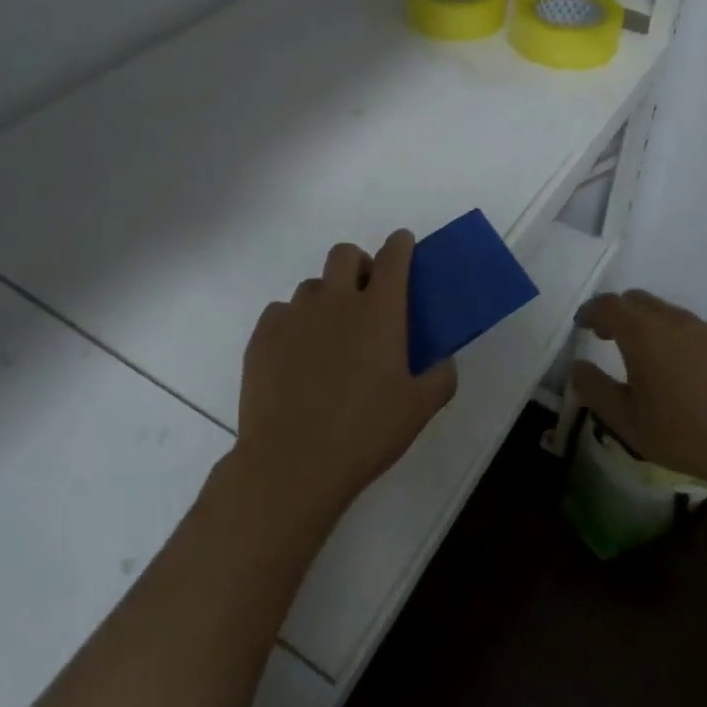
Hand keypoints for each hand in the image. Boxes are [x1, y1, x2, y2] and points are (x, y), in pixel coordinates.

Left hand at [230, 231, 458, 532]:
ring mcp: (295, 315)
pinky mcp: (263, 335)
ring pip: (311, 285)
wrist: (292, 462)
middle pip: (345, 254)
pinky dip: (293, 324)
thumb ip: (440, 378)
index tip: (403, 244)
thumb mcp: (418, 410)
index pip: (393, 257)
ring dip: (325, 298)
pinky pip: (280, 312)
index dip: (400, 244)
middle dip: (358, 264)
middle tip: (364, 296)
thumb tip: (444, 361)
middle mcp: (336, 301)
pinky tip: (295, 358)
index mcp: (380, 311)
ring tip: (327, 337)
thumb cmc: (364, 433)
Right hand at [572, 290, 706, 506]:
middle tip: (607, 337)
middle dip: (617, 313)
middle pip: (638, 300)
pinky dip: (674, 336)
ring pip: (666, 312)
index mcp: (644, 334)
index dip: (591, 311)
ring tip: (644, 357)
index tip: (582, 325)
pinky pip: (692, 328)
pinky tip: (681, 371)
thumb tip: (577, 367)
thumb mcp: (628, 422)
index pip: (609, 305)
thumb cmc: (685, 435)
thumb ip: (595, 391)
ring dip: (647, 324)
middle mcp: (674, 321)